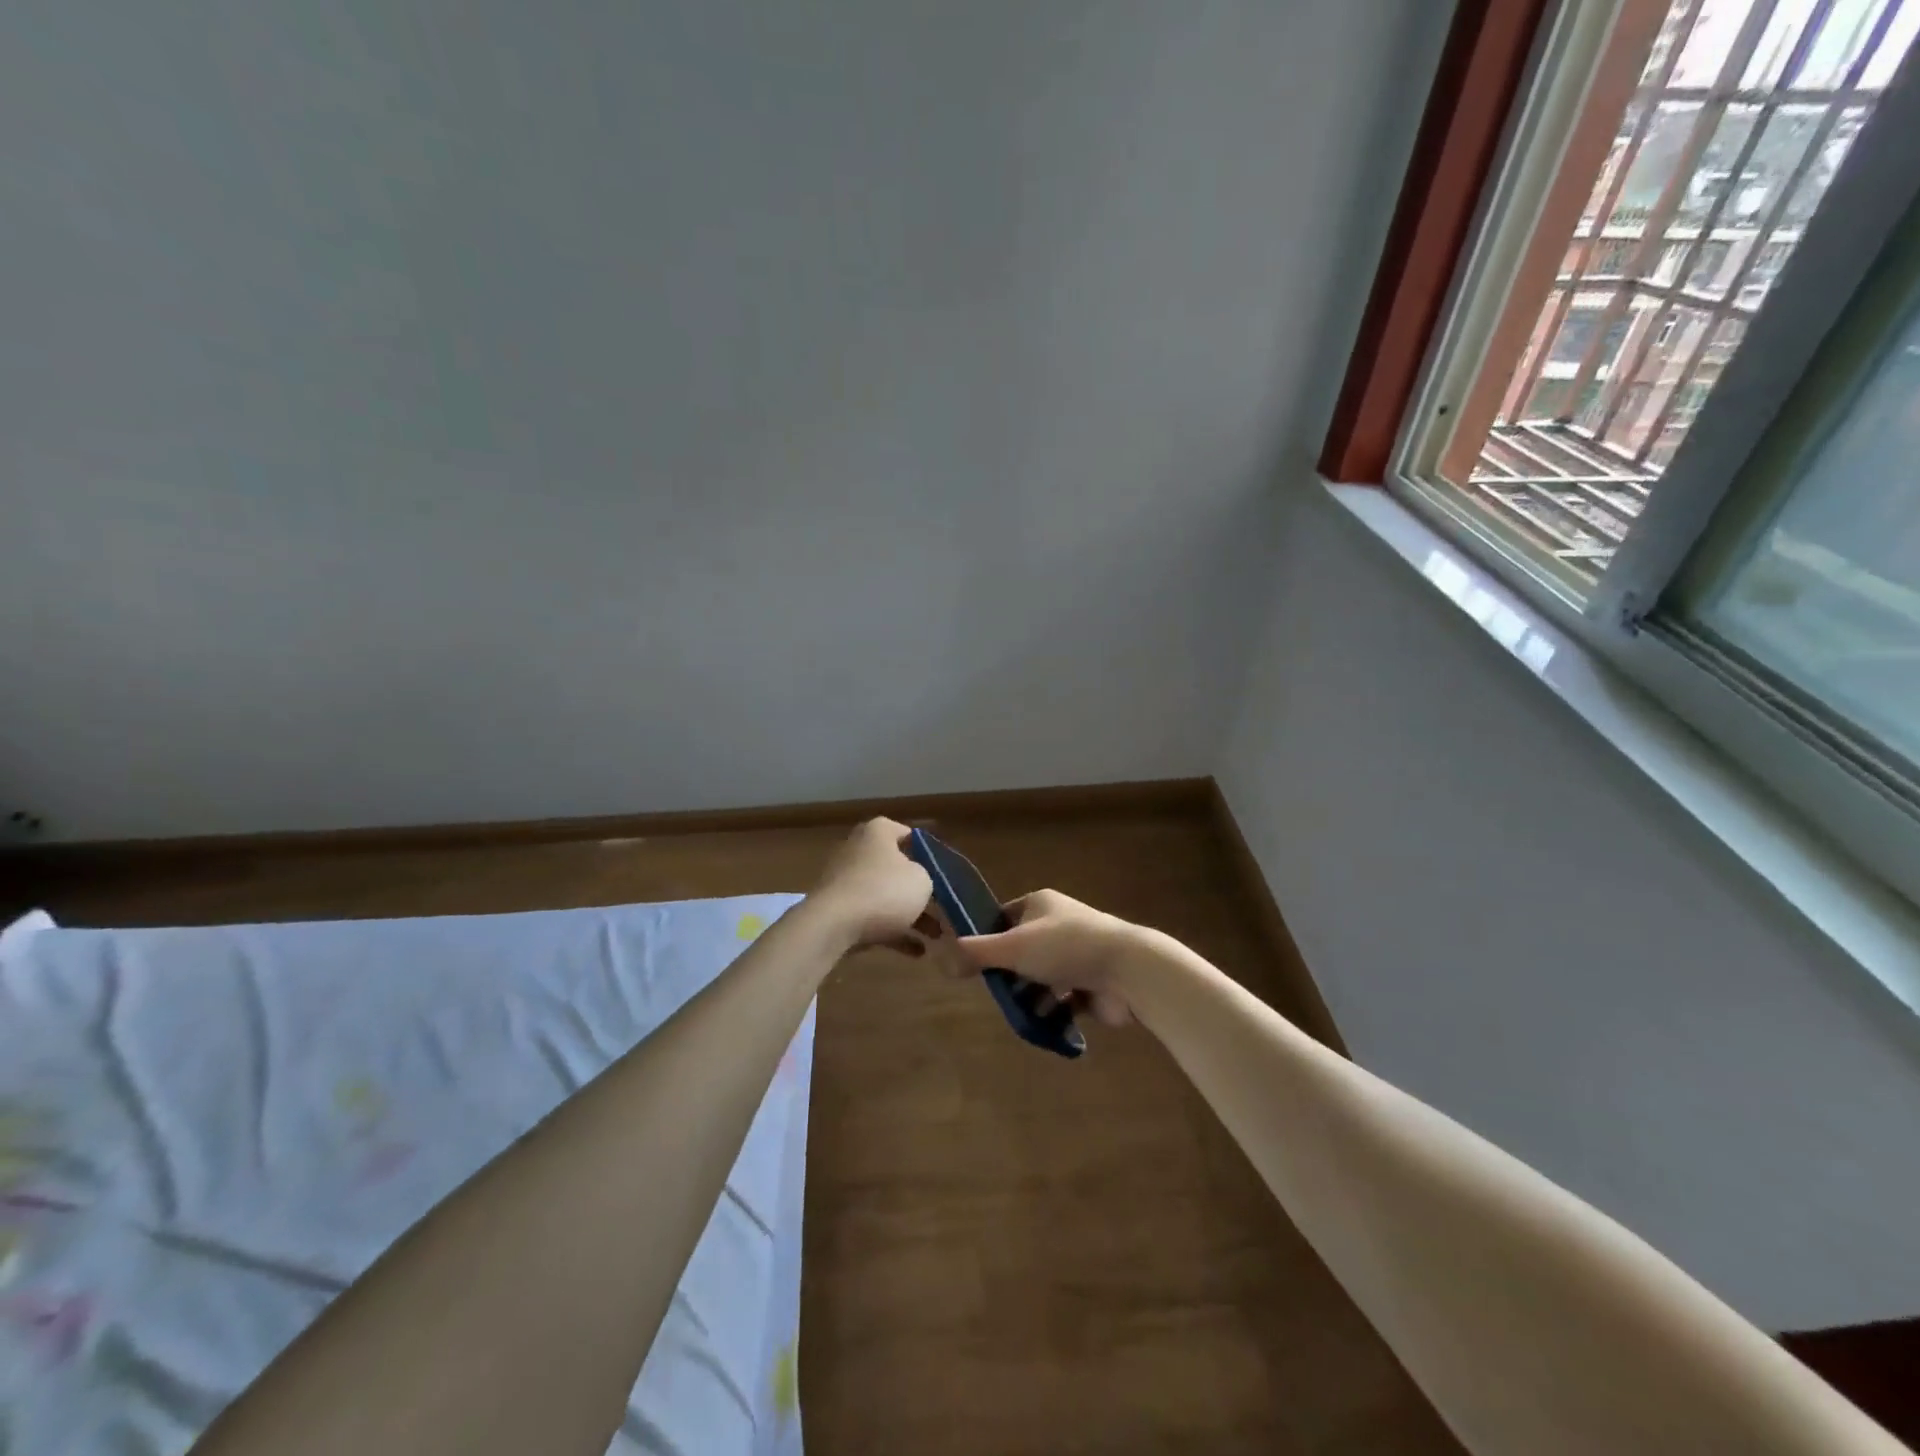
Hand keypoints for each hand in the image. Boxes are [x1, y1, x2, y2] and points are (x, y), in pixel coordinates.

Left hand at [807, 817, 940, 955]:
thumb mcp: (922, 880)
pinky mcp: (839, 909)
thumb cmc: (884, 891)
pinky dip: (894, 931)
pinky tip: (917, 952)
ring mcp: (847, 880)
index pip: (910, 835)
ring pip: (887, 895)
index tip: (946, 873)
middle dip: (921, 890)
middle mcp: (860, 850)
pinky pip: (873, 916)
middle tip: (943, 907)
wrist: (833, 926)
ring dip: (912, 916)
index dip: (931, 854)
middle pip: (898, 868)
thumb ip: (928, 876)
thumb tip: (919, 881)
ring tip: (936, 936)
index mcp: (878, 832)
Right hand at [949, 888, 1141, 1025]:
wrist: (1128, 970)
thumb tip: (940, 957)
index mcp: (1041, 904)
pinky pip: (1064, 998)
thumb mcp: (1013, 947)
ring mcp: (1078, 954)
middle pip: (1022, 950)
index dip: (988, 938)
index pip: (1004, 917)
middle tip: (998, 992)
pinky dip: (1054, 1010)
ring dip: (1031, 995)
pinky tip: (1046, 1021)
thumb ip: (976, 953)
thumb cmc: (1067, 948)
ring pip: (1042, 976)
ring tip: (1022, 1011)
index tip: (975, 962)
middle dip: (1010, 974)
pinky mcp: (1092, 983)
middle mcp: (1059, 924)